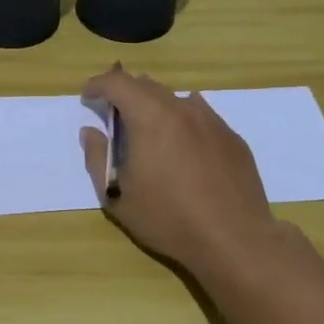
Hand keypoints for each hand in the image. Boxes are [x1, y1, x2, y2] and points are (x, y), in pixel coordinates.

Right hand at [79, 65, 280, 276]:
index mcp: (150, 117)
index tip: (88, 98)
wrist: (235, 240)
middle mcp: (182, 109)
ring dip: (155, 107)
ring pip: (176, 99)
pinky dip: (183, 122)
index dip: (98, 85)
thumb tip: (91, 132)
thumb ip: (98, 158)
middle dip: (125, 94)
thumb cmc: (168, 218)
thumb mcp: (117, 196)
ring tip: (149, 133)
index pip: (117, 83)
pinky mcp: (232, 138)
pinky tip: (183, 148)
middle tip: (114, 116)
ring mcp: (212, 121)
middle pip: (147, 85)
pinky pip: (201, 117)